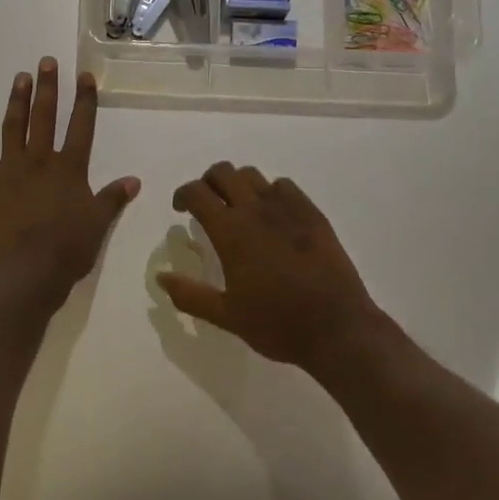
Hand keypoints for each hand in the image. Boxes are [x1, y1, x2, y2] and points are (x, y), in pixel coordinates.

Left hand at [0, 58, 139, 307]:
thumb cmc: (66, 250)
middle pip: (44, 118)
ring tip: (19, 78)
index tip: (84, 76)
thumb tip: (134, 180)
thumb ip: (112, 199)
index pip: (81, 127)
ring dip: (17, 102)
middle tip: (46, 61)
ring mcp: (9, 172)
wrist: (20, 272)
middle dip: (47, 88)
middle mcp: (39, 162)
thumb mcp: (97, 225)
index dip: (85, 101)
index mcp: (69, 169)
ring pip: (13, 129)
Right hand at [157, 163, 390, 370]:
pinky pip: (285, 186)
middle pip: (224, 172)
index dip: (183, 194)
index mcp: (231, 232)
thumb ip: (191, 295)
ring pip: (254, 175)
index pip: (197, 192)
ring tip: (238, 208)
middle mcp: (256, 210)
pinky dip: (270, 192)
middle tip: (207, 204)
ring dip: (238, 184)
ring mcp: (288, 208)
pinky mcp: (312, 214)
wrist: (337, 327)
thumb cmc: (277, 324)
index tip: (181, 209)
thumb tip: (161, 277)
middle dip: (208, 182)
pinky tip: (273, 215)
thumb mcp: (227, 316)